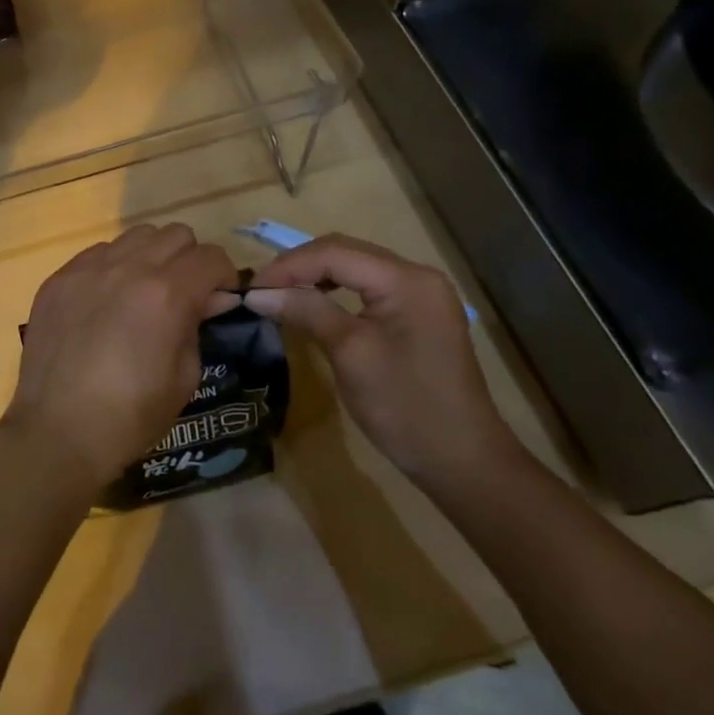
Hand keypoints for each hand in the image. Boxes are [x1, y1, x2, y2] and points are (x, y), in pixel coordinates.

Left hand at [5, 224, 238, 496]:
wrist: (58, 430)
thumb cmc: (130, 415)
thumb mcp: (185, 377)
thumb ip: (198, 326)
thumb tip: (208, 300)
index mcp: (167, 294)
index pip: (211, 257)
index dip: (223, 276)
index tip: (219, 298)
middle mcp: (129, 268)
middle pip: (175, 235)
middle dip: (189, 260)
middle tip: (184, 293)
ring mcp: (89, 269)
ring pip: (135, 236)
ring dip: (151, 256)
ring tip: (143, 291)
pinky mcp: (59, 278)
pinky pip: (97, 253)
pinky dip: (113, 266)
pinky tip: (106, 300)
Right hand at [244, 234, 514, 488]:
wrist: (462, 462)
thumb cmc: (405, 406)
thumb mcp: (350, 353)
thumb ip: (306, 311)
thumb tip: (257, 293)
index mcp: (406, 280)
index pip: (334, 252)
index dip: (288, 266)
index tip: (251, 288)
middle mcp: (417, 276)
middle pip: (345, 252)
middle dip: (299, 266)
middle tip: (261, 290)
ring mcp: (420, 294)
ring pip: (354, 267)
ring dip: (314, 276)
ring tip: (279, 294)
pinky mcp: (417, 314)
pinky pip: (367, 287)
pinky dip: (335, 291)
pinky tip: (313, 303)